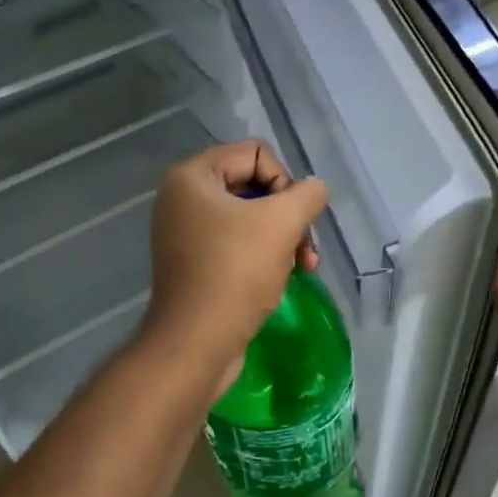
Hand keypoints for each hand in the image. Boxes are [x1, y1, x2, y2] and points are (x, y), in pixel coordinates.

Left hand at [142, 141, 328, 392]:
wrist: (197, 343)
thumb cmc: (236, 273)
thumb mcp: (283, 223)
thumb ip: (308, 194)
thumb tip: (314, 190)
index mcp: (193, 176)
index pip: (256, 153)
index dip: (285, 182)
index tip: (291, 218)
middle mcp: (183, 198)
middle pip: (255, 186)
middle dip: (287, 216)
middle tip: (304, 249)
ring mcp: (186, 232)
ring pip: (251, 218)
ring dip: (283, 239)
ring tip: (303, 267)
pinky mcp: (194, 263)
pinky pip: (238, 244)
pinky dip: (264, 256)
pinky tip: (282, 279)